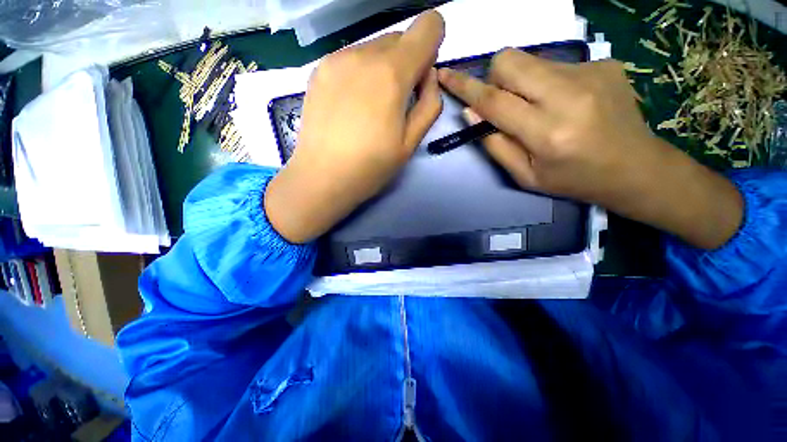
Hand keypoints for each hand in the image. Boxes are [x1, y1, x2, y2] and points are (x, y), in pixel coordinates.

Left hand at [266, 11, 444, 243]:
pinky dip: (361, 73)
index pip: (427, 27)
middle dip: (406, 64)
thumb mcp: (411, 143)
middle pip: (399, 40)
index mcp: (392, 73)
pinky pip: (352, 58)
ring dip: (383, 69)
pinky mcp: (319, 69)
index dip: (432, 45)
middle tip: (396, 104)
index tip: (421, 78)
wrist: (321, 177)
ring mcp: (336, 58)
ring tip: (370, 108)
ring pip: (374, 48)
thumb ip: (429, 104)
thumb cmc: (370, 167)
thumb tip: (428, 75)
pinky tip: (351, 105)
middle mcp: (363, 54)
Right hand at [439, 48, 742, 248]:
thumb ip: (495, 145)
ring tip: (539, 107)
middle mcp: (569, 95)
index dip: (465, 87)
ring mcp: (590, 73)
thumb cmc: (573, 180)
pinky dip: (547, 82)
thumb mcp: (524, 176)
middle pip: (510, 61)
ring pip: (531, 60)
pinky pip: (555, 64)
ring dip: (522, 82)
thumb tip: (471, 113)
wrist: (635, 167)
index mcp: (547, 133)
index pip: (494, 101)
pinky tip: (566, 103)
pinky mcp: (604, 63)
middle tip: (504, 102)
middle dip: (494, 77)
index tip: (445, 75)